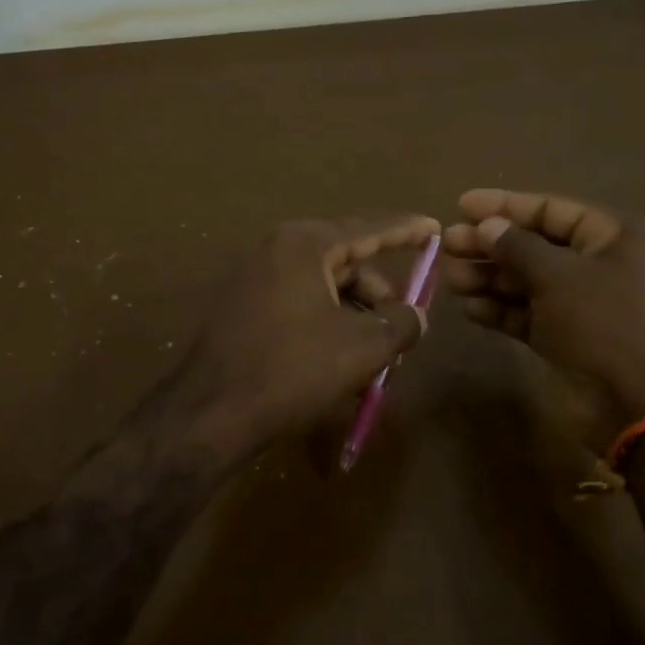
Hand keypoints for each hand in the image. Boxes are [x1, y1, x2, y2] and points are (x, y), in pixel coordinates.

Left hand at [172, 214, 440, 454]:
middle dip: (380, 298)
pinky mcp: (244, 313)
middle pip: (347, 265)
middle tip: (405, 332)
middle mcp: (276, 253)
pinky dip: (328, 330)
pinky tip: (342, 367)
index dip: (406, 231)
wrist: (211, 415)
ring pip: (325, 292)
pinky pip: (300, 309)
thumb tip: (417, 316)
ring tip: (376, 362)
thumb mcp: (362, 347)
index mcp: (304, 245)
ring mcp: (255, 282)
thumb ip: (401, 323)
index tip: (434, 229)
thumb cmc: (293, 371)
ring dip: (357, 321)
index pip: (368, 230)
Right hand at [442, 189, 644, 416]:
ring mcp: (581, 304)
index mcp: (614, 237)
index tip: (462, 205)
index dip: (506, 206)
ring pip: (527, 282)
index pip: (552, 210)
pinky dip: (500, 310)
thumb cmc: (606, 324)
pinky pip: (527, 315)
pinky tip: (469, 307)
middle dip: (490, 245)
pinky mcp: (565, 337)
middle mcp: (598, 265)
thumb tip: (487, 226)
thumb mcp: (560, 276)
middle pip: (535, 246)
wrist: (640, 403)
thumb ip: (519, 247)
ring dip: (488, 279)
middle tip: (447, 245)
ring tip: (450, 279)